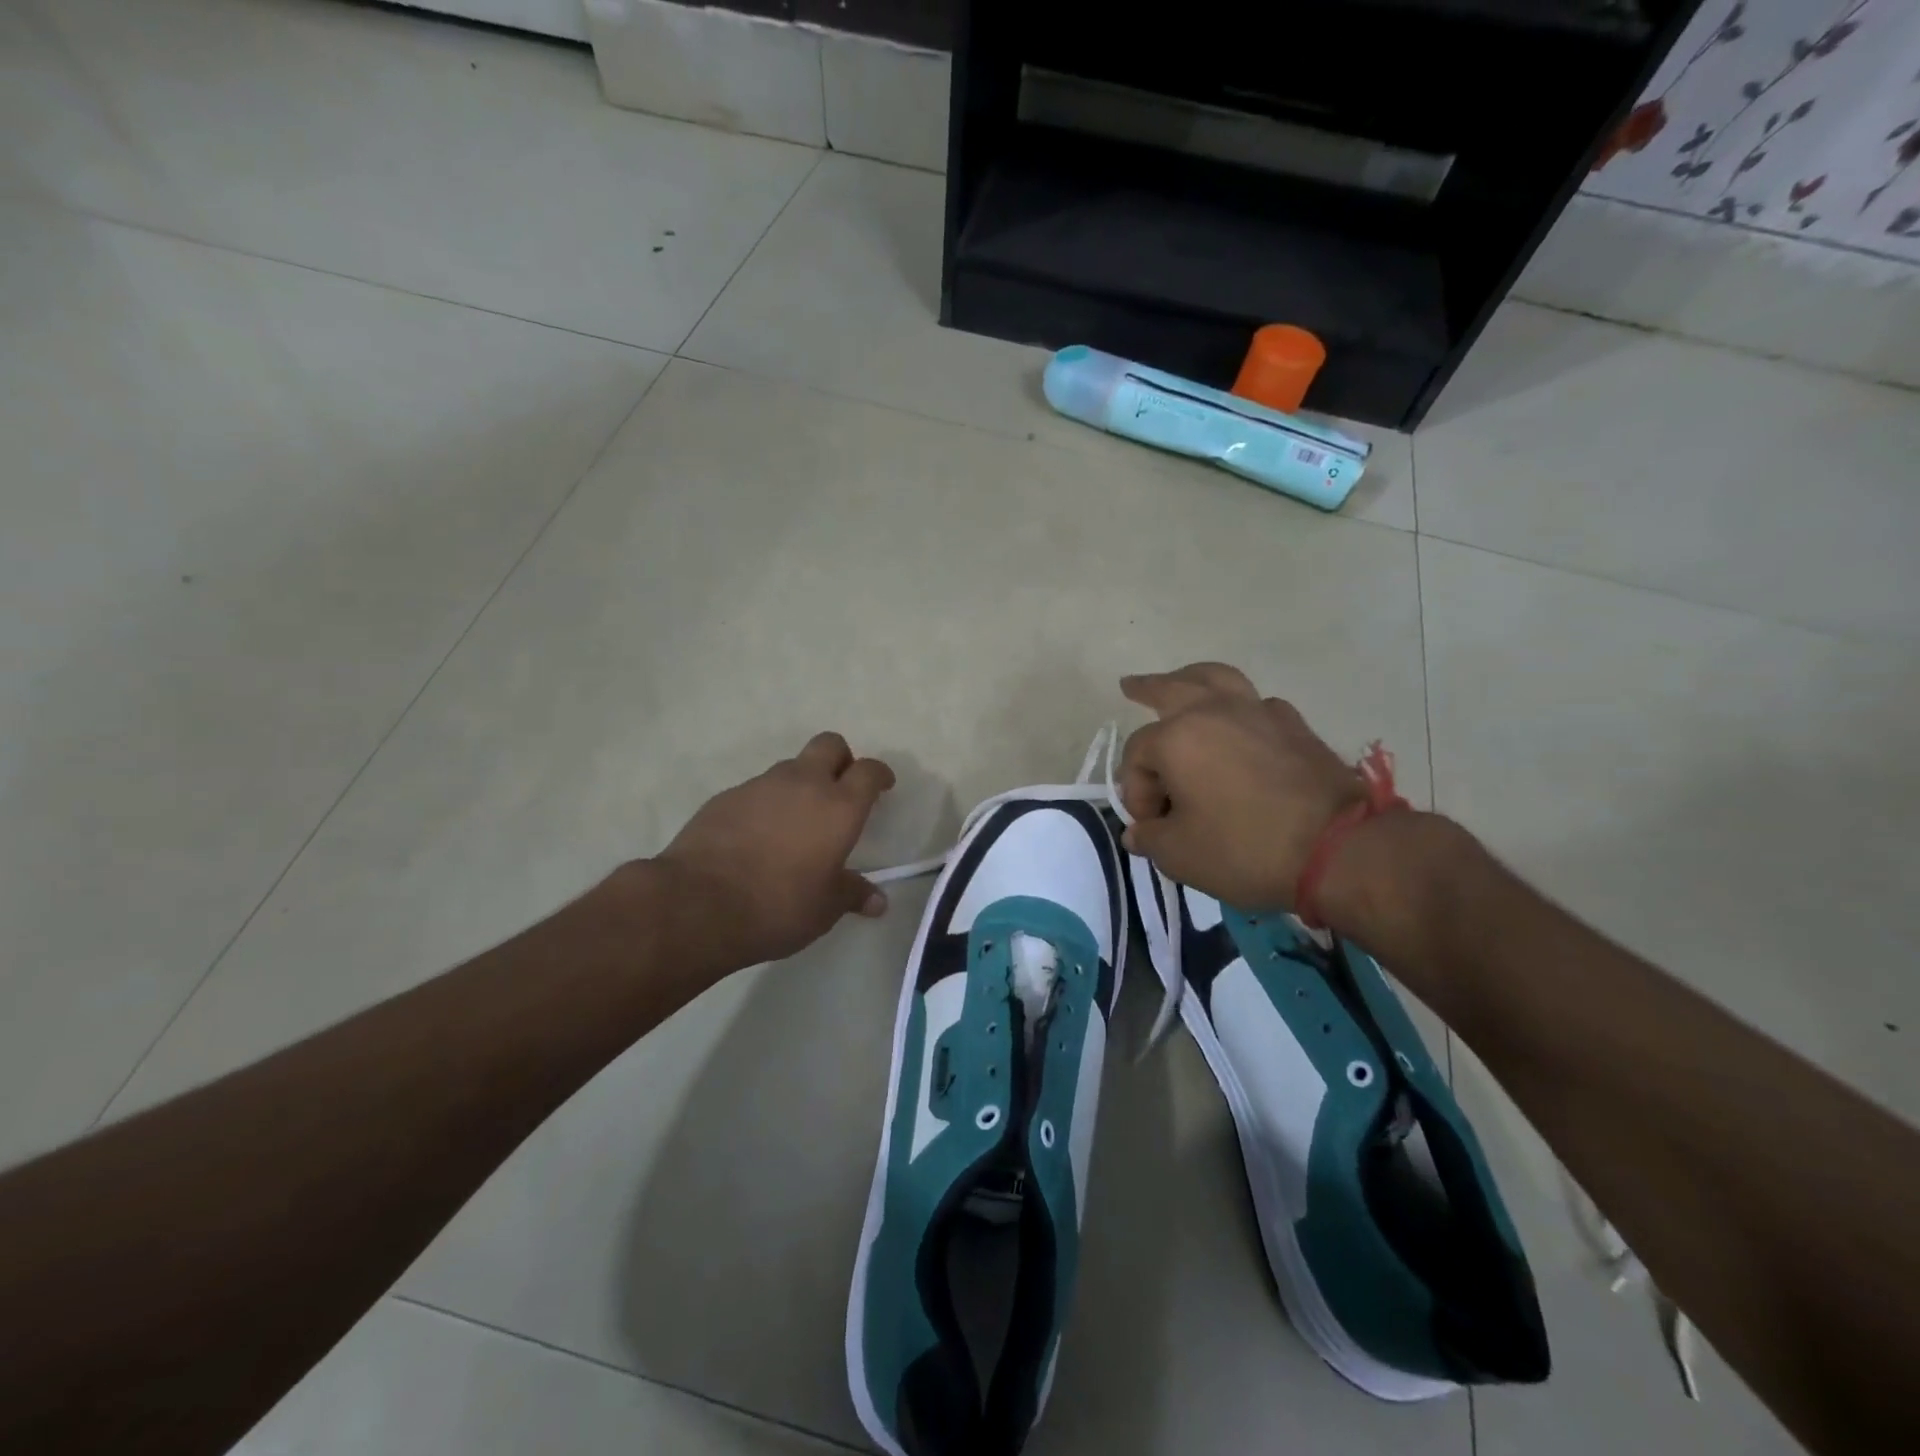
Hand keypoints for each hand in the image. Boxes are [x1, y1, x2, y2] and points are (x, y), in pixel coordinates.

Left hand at [650, 733, 895, 970]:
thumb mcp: (825, 908)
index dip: (879, 774)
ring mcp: (760, 785)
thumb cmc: (778, 905)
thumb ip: (853, 895)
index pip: (868, 770)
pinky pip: (757, 790)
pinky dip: (766, 804)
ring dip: (800, 783)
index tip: (882, 786)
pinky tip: (757, 836)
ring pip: (790, 767)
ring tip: (795, 822)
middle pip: (830, 745)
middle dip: (841, 759)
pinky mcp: (726, 797)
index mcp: (839, 806)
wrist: (698, 903)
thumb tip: (878, 902)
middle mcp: (803, 784)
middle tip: (840, 789)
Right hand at [1118, 664, 1362, 909]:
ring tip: (1184, 680)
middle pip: (1171, 688)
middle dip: (1146, 688)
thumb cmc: (1245, 848)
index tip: (1151, 827)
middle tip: (1130, 684)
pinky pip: (1257, 703)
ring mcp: (1259, 713)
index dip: (1135, 792)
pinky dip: (1240, 706)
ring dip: (1193, 678)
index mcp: (1177, 738)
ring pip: (1218, 679)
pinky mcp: (1295, 726)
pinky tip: (1241, 723)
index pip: (1137, 755)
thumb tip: (1140, 832)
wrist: (1339, 849)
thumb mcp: (1179, 854)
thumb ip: (1150, 838)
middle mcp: (1214, 712)